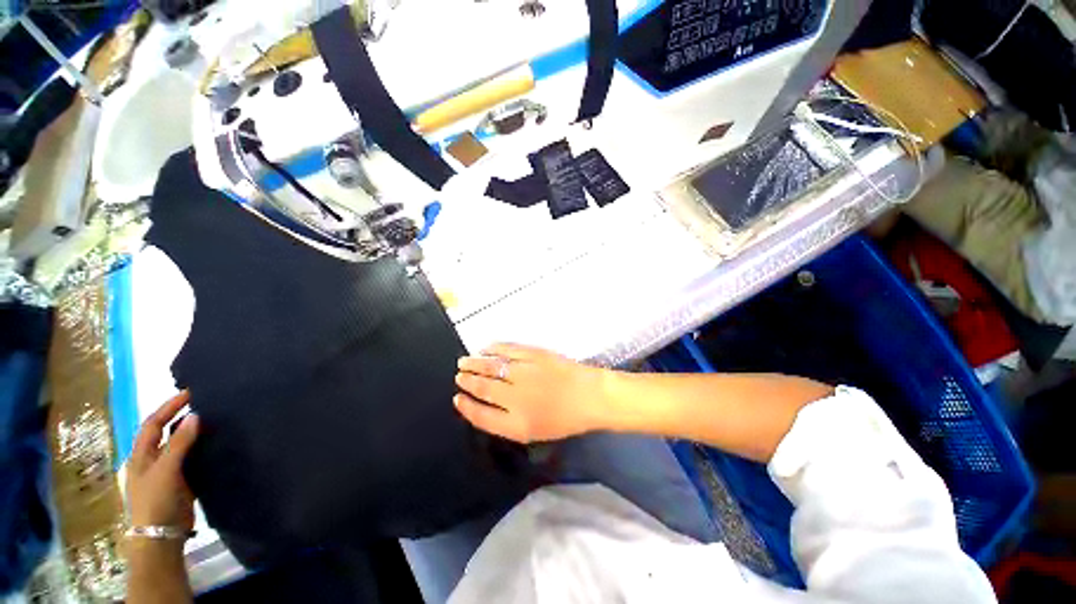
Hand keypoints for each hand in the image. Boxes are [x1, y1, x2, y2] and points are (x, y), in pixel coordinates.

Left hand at [126, 391, 198, 531]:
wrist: (161, 535)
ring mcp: (166, 471)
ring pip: (179, 445)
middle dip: (179, 416)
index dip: (168, 407)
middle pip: (164, 432)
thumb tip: (195, 415)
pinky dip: (201, 447)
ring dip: (192, 431)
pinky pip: (191, 457)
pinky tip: (214, 442)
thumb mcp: (166, 470)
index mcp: (141, 455)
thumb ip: (180, 443)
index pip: (153, 423)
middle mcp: (152, 459)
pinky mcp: (181, 480)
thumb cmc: (156, 500)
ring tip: (212, 418)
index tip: (189, 393)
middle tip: (202, 403)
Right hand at [454, 343, 612, 442]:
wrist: (590, 395)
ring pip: (491, 366)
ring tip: (464, 361)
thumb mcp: (534, 431)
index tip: (457, 399)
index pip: (481, 416)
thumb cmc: (565, 418)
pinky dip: (493, 349)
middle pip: (483, 388)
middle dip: (467, 381)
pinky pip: (507, 350)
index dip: (466, 407)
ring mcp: (524, 373)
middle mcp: (516, 398)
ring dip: (475, 363)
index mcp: (516, 424)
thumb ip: (507, 422)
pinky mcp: (534, 354)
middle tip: (459, 376)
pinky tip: (486, 348)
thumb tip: (486, 406)